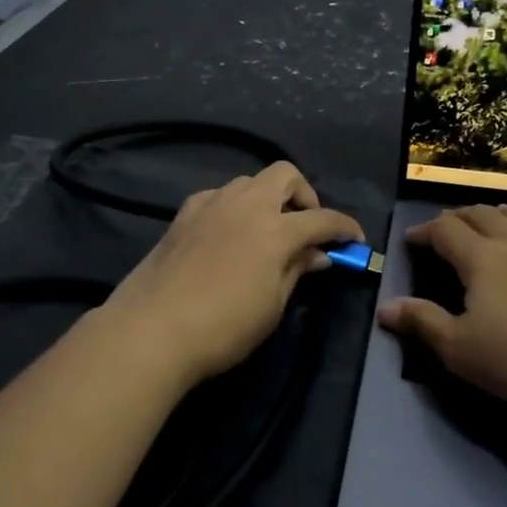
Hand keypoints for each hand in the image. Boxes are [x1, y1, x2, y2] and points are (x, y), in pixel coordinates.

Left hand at [102, 162, 363, 389]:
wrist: (151, 331)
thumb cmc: (223, 328)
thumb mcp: (272, 306)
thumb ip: (297, 271)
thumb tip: (318, 254)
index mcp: (275, 230)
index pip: (322, 218)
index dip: (345, 227)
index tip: (354, 241)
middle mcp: (245, 205)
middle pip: (286, 175)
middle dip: (305, 196)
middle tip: (305, 228)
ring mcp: (211, 204)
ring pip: (249, 182)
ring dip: (267, 199)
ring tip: (265, 232)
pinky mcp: (183, 214)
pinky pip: (218, 196)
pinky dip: (233, 207)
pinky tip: (227, 234)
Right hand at [378, 205, 506, 411]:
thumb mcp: (461, 350)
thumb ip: (422, 324)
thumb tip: (385, 306)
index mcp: (482, 260)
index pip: (446, 231)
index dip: (425, 230)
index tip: (411, 239)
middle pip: (485, 217)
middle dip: (462, 215)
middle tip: (450, 222)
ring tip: (502, 212)